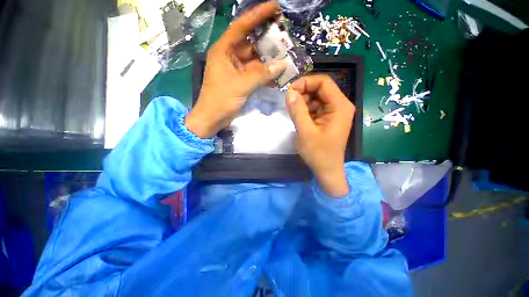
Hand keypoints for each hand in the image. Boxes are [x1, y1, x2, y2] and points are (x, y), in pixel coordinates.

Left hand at [186, 1, 286, 138]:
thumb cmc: (221, 100)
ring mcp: (236, 70)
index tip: (275, 7)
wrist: (212, 118)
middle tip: (285, 36)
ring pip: (255, 60)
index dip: (258, 15)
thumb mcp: (241, 85)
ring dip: (268, 60)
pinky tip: (276, 73)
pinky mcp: (240, 81)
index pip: (242, 26)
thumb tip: (282, 64)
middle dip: (267, 40)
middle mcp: (230, 57)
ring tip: (285, 55)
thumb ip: (261, 74)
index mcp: (224, 50)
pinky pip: (255, 74)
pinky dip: (265, 74)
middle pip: (251, 43)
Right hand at [286, 75, 355, 196]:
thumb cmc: (318, 153)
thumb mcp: (305, 131)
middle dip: (303, 92)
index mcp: (339, 106)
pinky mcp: (328, 119)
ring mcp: (335, 112)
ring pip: (317, 98)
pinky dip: (306, 109)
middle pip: (321, 89)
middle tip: (289, 102)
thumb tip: (289, 92)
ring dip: (304, 101)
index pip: (324, 82)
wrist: (327, 170)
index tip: (290, 91)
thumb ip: (297, 110)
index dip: (305, 82)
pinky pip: (316, 107)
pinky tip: (299, 117)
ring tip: (293, 111)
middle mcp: (340, 105)